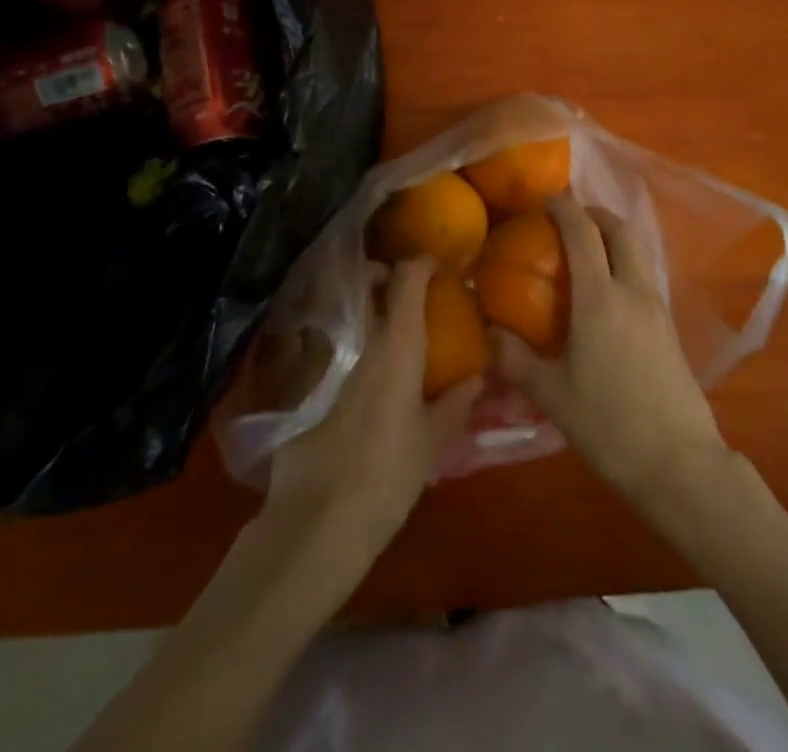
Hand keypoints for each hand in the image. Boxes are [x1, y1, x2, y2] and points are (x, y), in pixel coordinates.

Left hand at [263, 257, 480, 569]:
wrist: (316, 524)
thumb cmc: (388, 477)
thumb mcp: (433, 442)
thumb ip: (456, 403)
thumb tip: (475, 377)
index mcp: (398, 346)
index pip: (406, 280)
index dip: (420, 264)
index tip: (437, 265)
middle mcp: (364, 345)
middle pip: (370, 288)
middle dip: (387, 278)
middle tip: (412, 292)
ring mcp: (334, 367)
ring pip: (355, 320)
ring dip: (374, 314)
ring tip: (398, 335)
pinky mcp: (313, 392)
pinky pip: (341, 353)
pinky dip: (358, 349)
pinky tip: (372, 378)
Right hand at [490, 196, 728, 505]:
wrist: (680, 464)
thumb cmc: (609, 425)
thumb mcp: (552, 396)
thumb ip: (516, 359)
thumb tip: (488, 332)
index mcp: (600, 300)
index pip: (583, 235)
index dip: (565, 208)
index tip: (547, 200)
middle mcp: (633, 292)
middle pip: (621, 231)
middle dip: (596, 214)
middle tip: (570, 219)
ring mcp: (657, 309)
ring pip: (639, 252)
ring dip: (614, 238)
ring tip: (587, 252)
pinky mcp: (670, 329)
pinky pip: (645, 277)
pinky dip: (625, 265)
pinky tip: (607, 295)